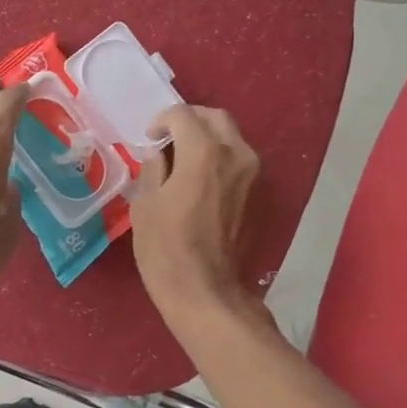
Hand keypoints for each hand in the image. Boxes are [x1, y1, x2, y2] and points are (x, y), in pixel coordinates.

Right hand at [129, 104, 260, 325]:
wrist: (207, 292)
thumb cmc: (166, 249)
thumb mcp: (145, 205)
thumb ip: (153, 170)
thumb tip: (158, 154)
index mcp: (203, 152)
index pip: (183, 115)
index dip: (162, 121)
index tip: (150, 138)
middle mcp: (236, 154)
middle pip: (216, 118)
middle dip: (191, 121)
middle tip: (169, 139)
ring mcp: (253, 175)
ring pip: (233, 139)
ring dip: (209, 139)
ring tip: (186, 159)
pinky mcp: (261, 195)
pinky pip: (240, 162)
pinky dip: (221, 160)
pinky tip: (202, 180)